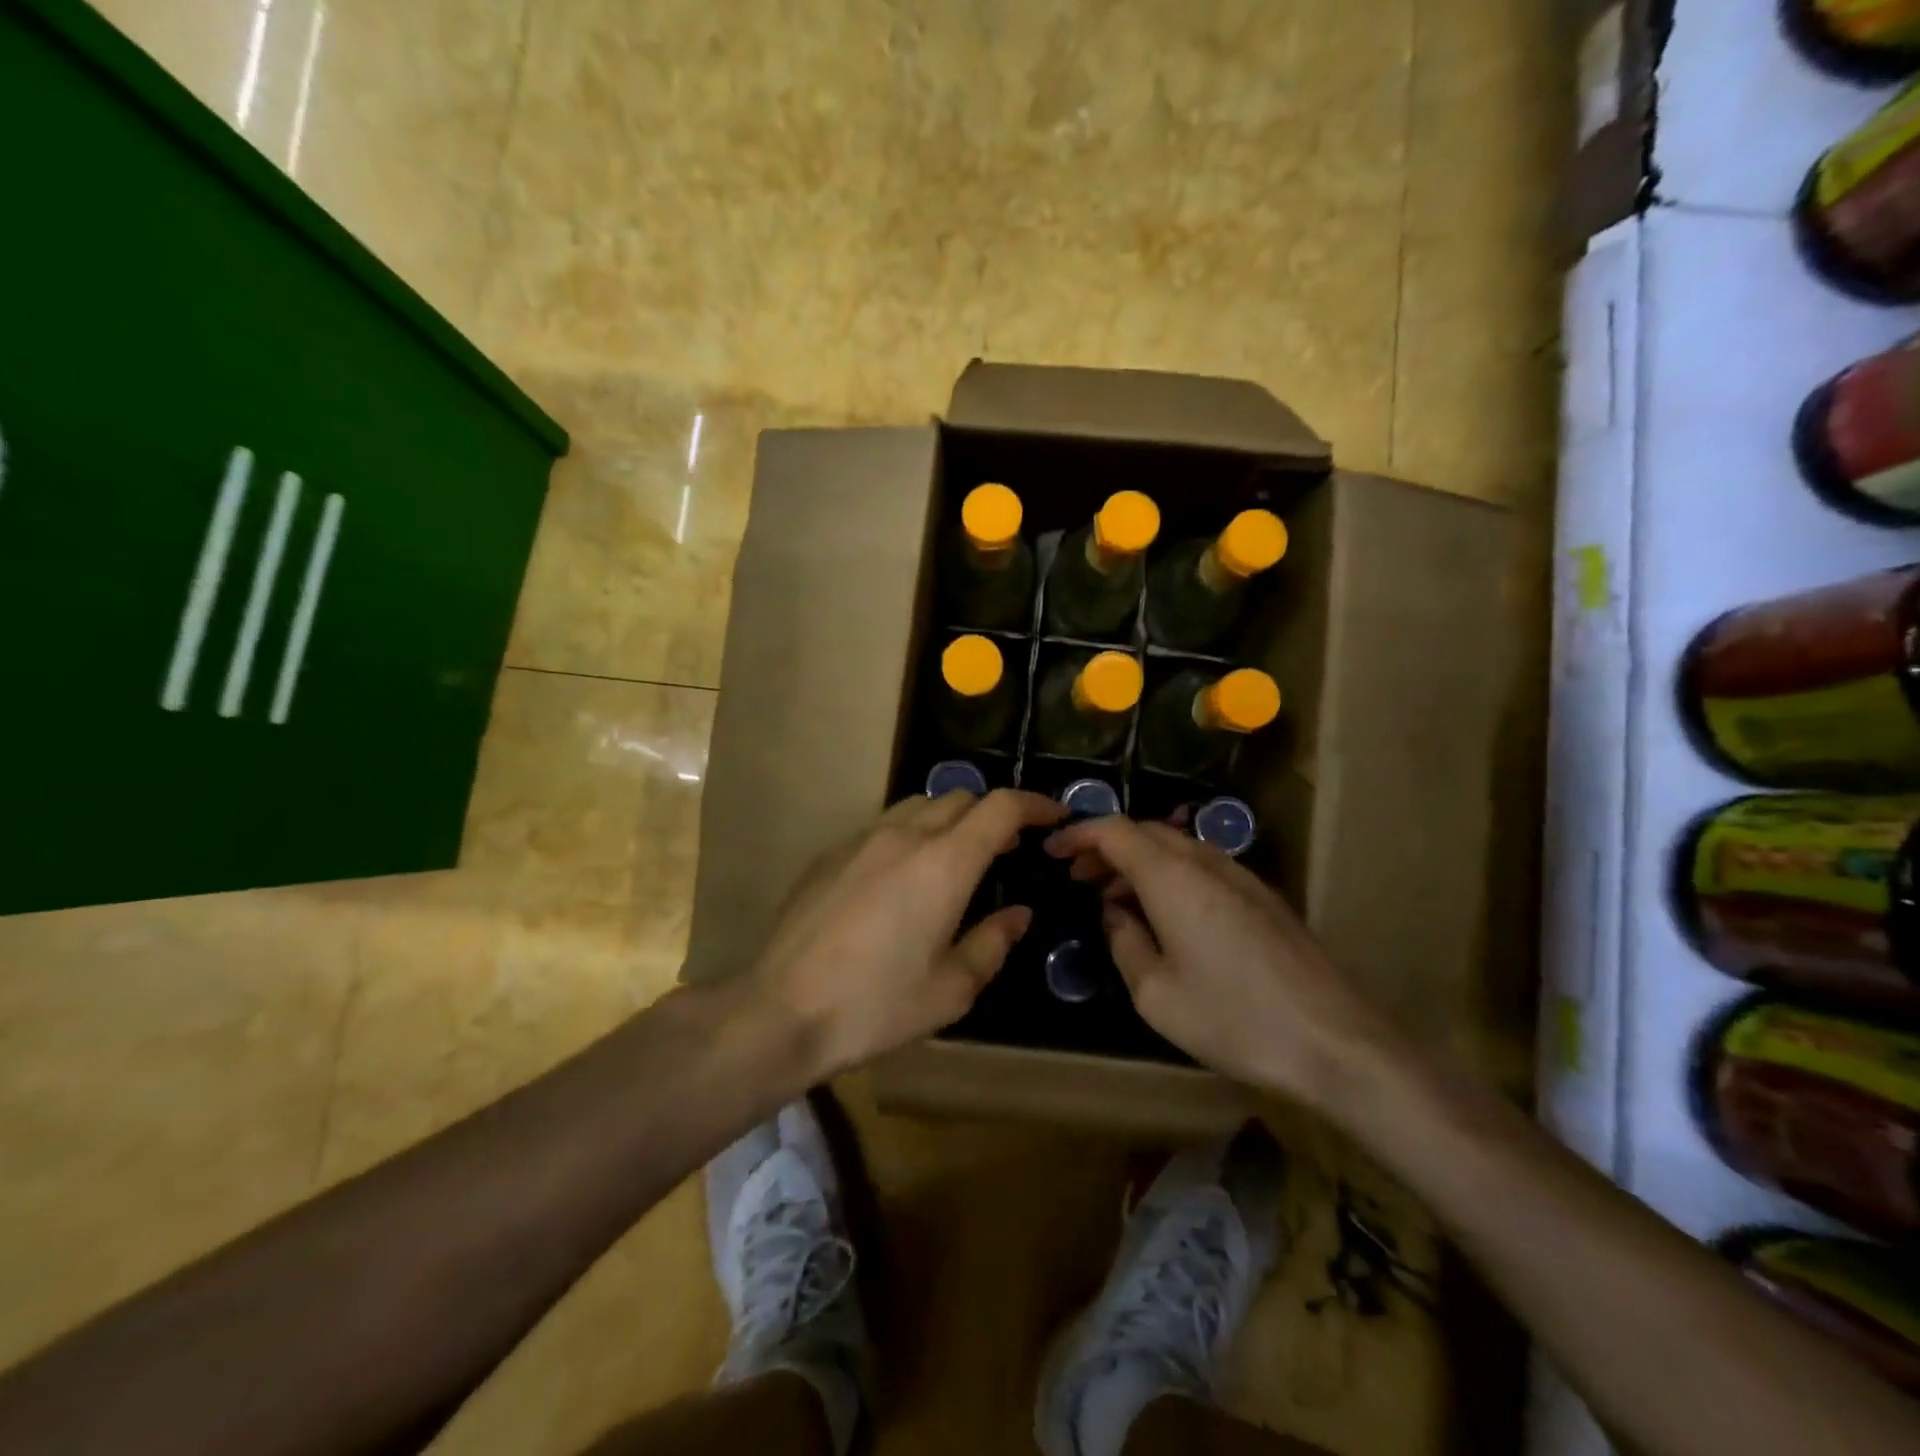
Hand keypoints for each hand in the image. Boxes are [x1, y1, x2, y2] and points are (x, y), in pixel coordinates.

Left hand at [750, 789, 1066, 1078]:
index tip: (1054, 816)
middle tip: (1007, 849)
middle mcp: (905, 835)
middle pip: (961, 797)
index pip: (1000, 806)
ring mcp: (861, 839)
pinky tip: (902, 877)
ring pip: (919, 805)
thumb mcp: (951, 989)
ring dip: (949, 819)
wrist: (780, 1010)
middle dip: (993, 813)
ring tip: (956, 858)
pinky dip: (910, 834)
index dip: (1034, 803)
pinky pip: (883, 826)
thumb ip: (992, 942)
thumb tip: (1018, 914)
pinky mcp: (830, 853)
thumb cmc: (876, 1005)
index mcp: (945, 863)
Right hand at [1044, 816, 1394, 1107]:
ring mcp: (1240, 876)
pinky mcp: (1262, 896)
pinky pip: (1201, 866)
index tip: (1052, 852)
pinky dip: (1168, 874)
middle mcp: (1205, 862)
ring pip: (1175, 847)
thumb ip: (1124, 942)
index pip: (1114, 830)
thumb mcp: (1156, 994)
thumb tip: (1114, 913)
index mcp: (1172, 877)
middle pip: (1145, 832)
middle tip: (1077, 877)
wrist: (1336, 1042)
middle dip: (1105, 847)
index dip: (1078, 834)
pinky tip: (1163, 913)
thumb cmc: (1234, 1018)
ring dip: (1138, 861)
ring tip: (1113, 896)